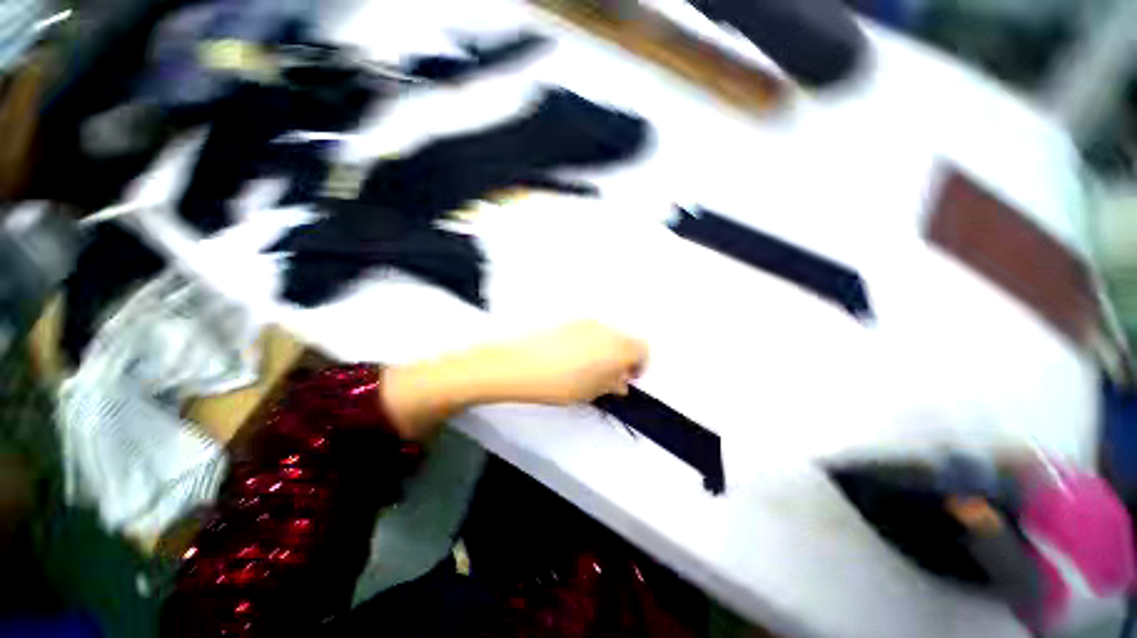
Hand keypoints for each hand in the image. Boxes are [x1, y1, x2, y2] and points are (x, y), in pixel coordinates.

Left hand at [482, 320, 647, 404]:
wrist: (520, 364)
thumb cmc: (559, 383)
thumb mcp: (591, 392)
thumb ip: (611, 385)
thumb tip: (619, 382)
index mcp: (617, 347)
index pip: (643, 350)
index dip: (639, 366)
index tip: (627, 379)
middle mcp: (606, 329)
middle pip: (625, 340)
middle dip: (622, 358)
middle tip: (608, 377)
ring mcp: (586, 322)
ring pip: (606, 335)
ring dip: (605, 350)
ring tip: (586, 368)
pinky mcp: (569, 320)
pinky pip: (589, 331)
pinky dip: (589, 343)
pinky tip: (571, 357)